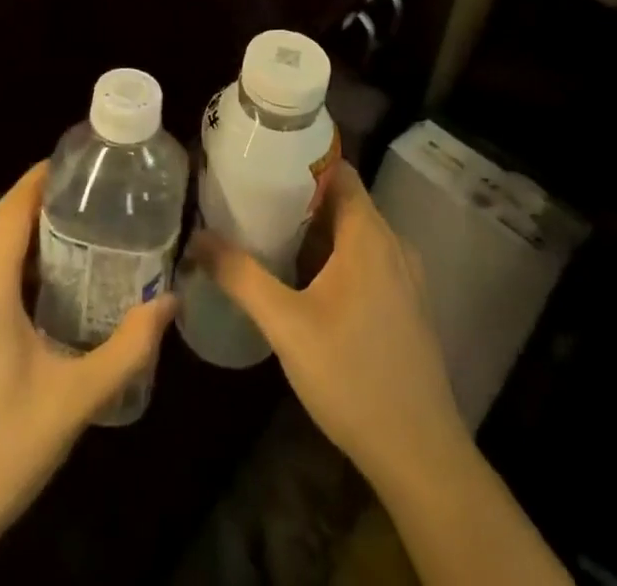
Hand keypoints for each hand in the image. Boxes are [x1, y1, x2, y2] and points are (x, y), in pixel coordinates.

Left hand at [0, 163, 175, 585]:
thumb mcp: (74, 401)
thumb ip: (128, 347)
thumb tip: (170, 301)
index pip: (13, 207)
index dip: (43, 178)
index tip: (81, 165)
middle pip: (0, 232)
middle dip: (44, 219)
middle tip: (95, 219)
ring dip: (22, 253)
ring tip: (72, 259)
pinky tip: (28, 308)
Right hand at [184, 161, 470, 493]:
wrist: (420, 456)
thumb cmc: (351, 377)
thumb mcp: (285, 325)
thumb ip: (240, 276)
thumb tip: (196, 239)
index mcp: (369, 234)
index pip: (338, 170)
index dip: (302, 159)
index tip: (262, 161)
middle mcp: (393, 244)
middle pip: (343, 201)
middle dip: (299, 198)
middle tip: (252, 199)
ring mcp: (405, 277)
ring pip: (354, 234)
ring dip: (316, 231)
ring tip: (268, 234)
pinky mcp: (407, 306)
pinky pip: (367, 261)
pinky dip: (335, 257)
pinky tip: (303, 280)